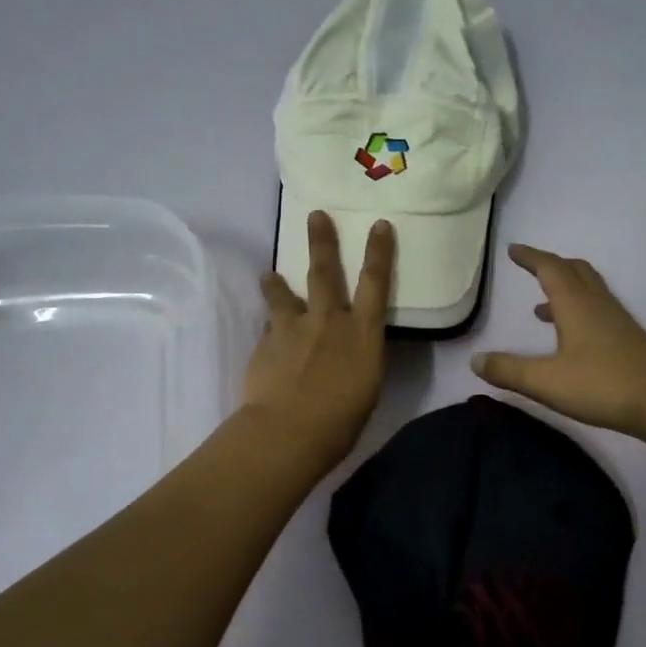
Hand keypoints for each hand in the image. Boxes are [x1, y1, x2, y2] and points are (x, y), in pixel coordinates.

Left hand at [244, 210, 393, 469]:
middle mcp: (329, 321)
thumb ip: (359, 359)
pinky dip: (271, 327)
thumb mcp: (367, 388)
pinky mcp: (266, 343)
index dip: (379, 252)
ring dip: (277, 282)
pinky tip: (268, 337)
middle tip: (315, 216)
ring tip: (269, 275)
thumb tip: (350, 350)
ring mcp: (293, 328)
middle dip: (322, 241)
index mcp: (362, 333)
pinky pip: (270, 326)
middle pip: (325, 272)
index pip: (375, 283)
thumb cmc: (341, 421)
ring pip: (284, 294)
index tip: (378, 225)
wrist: (288, 431)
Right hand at [471, 244, 645, 439]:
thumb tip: (476, 360)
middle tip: (531, 267)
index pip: (550, 269)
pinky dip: (578, 310)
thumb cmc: (602, 385)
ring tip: (540, 307)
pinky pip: (597, 310)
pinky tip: (571, 338)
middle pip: (574, 271)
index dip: (530, 257)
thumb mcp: (546, 382)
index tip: (513, 250)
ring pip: (589, 290)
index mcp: (575, 305)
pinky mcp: (628, 339)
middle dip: (551, 265)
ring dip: (565, 289)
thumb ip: (509, 370)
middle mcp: (597, 304)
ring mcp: (617, 321)